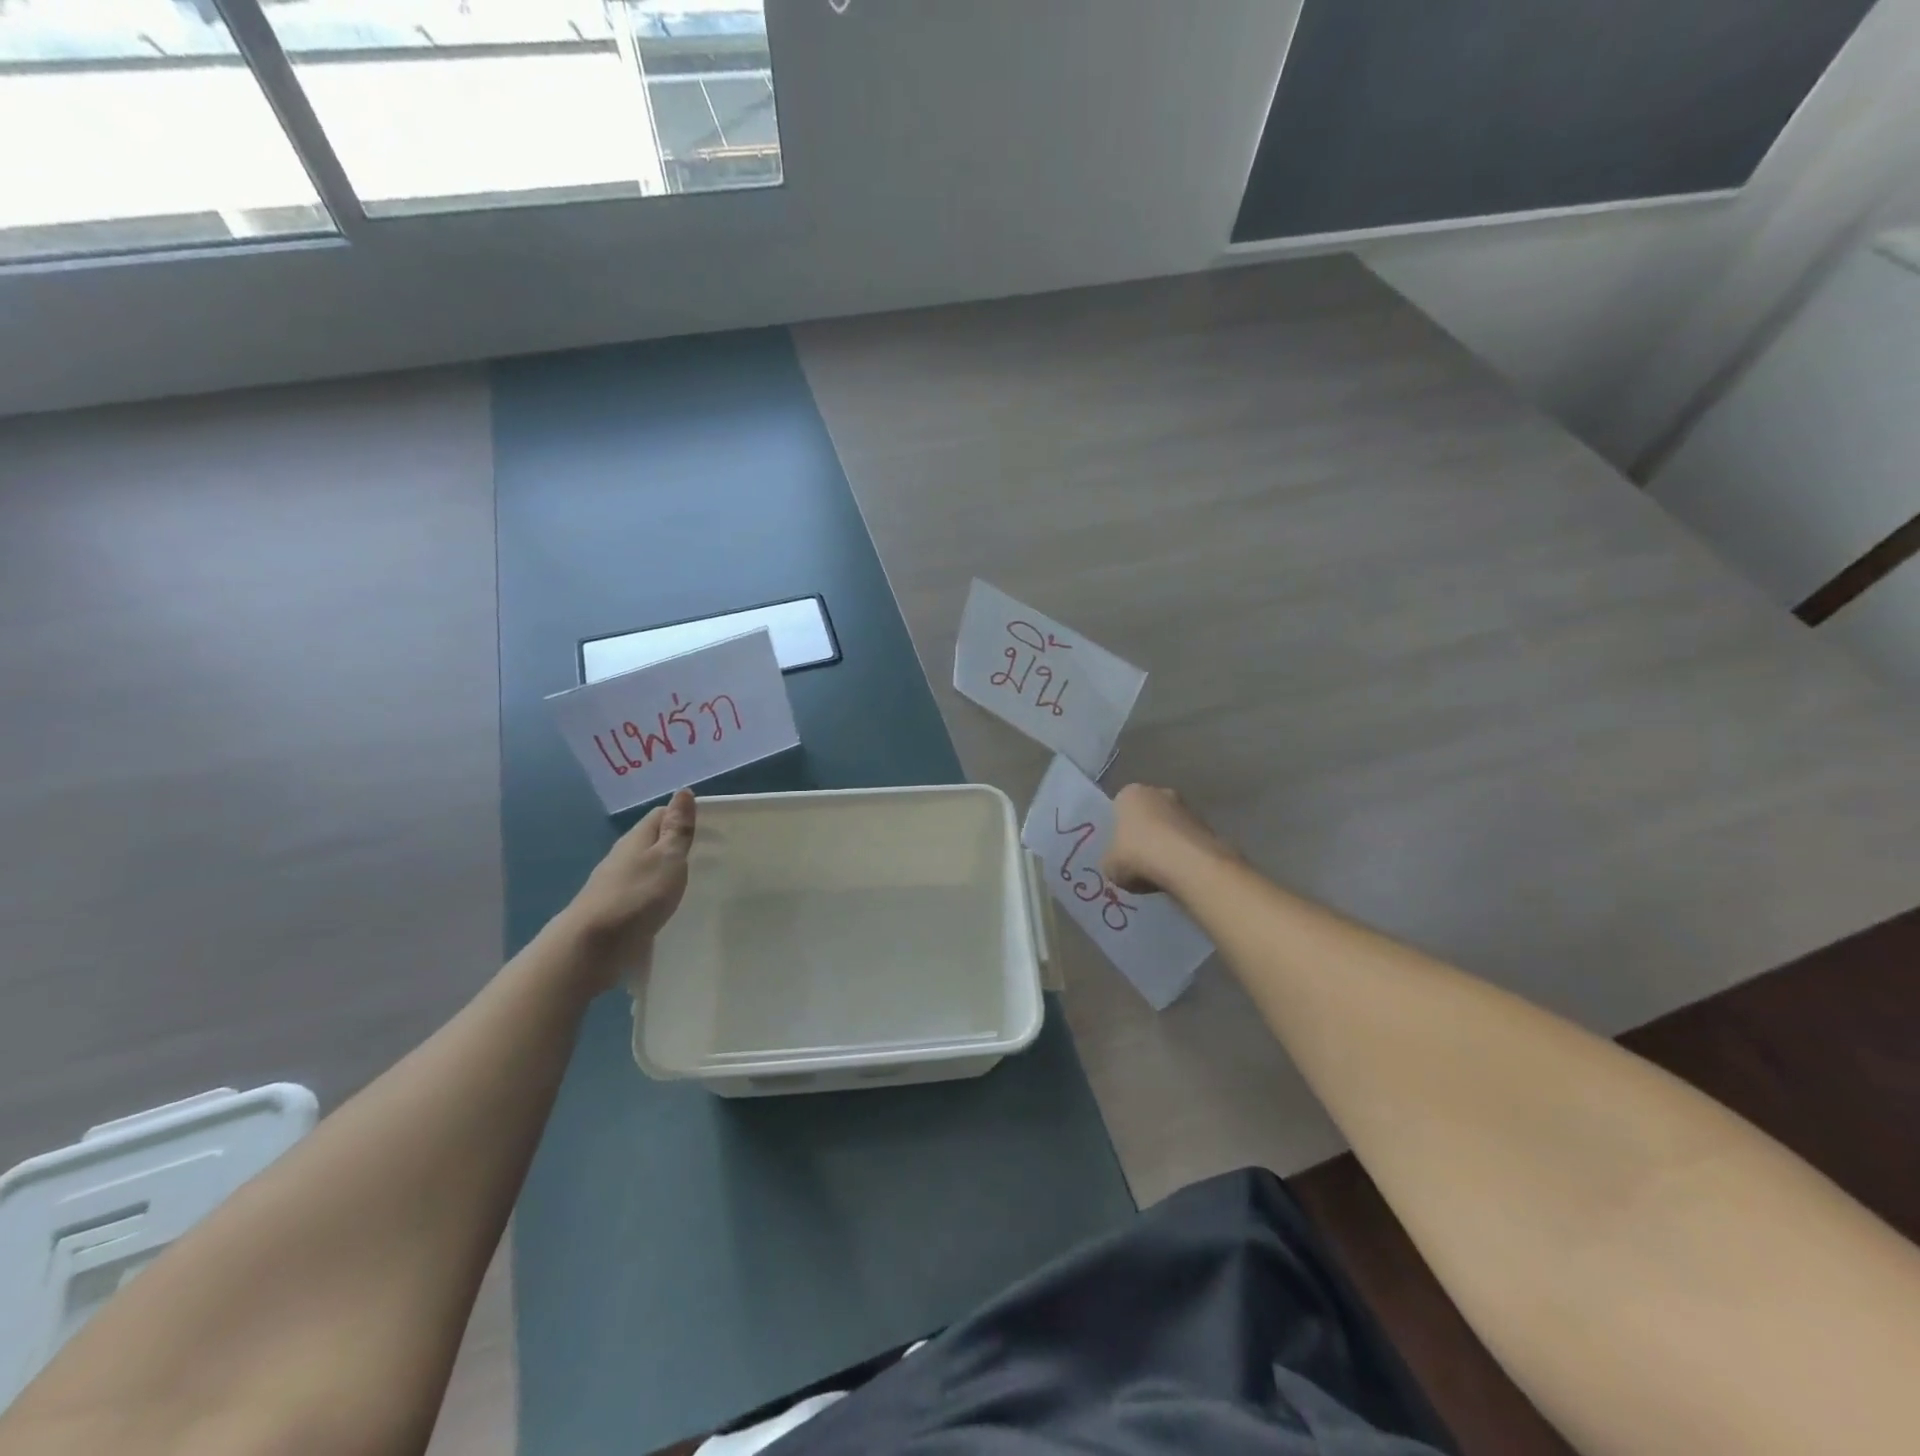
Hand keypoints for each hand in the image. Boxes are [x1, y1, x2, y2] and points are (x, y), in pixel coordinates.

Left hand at [562, 790, 696, 986]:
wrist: (592, 946)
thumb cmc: (637, 895)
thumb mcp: (667, 858)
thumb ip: (677, 828)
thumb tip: (683, 791)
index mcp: (636, 839)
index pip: (661, 815)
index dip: (683, 816)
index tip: (710, 828)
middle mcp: (623, 857)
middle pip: (652, 841)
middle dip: (676, 844)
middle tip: (708, 855)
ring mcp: (615, 884)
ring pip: (646, 868)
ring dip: (666, 870)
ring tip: (693, 881)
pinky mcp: (614, 911)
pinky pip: (641, 893)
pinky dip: (656, 893)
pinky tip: (667, 905)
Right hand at [1102, 783, 1233, 895]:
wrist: (1186, 865)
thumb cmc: (1137, 856)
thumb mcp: (1109, 865)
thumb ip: (1112, 859)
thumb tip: (1118, 862)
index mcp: (1130, 794)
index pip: (1120, 807)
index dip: (1119, 829)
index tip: (1120, 850)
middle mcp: (1160, 792)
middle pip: (1148, 814)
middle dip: (1146, 833)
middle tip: (1140, 860)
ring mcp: (1187, 808)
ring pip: (1171, 827)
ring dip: (1167, 844)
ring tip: (1161, 872)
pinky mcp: (1208, 827)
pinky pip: (1188, 841)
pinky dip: (1185, 855)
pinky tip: (1179, 874)